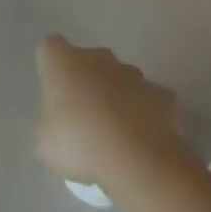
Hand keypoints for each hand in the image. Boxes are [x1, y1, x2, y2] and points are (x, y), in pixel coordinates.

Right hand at [35, 36, 186, 187]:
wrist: (138, 162)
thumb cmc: (80, 144)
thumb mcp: (46, 143)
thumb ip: (50, 125)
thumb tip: (59, 127)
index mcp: (61, 59)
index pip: (50, 49)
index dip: (53, 70)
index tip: (55, 95)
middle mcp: (96, 56)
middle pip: (89, 60)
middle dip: (88, 81)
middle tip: (85, 116)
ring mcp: (133, 74)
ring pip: (122, 79)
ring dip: (119, 96)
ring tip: (118, 132)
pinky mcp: (164, 96)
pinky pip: (151, 100)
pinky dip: (148, 114)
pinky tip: (145, 139)